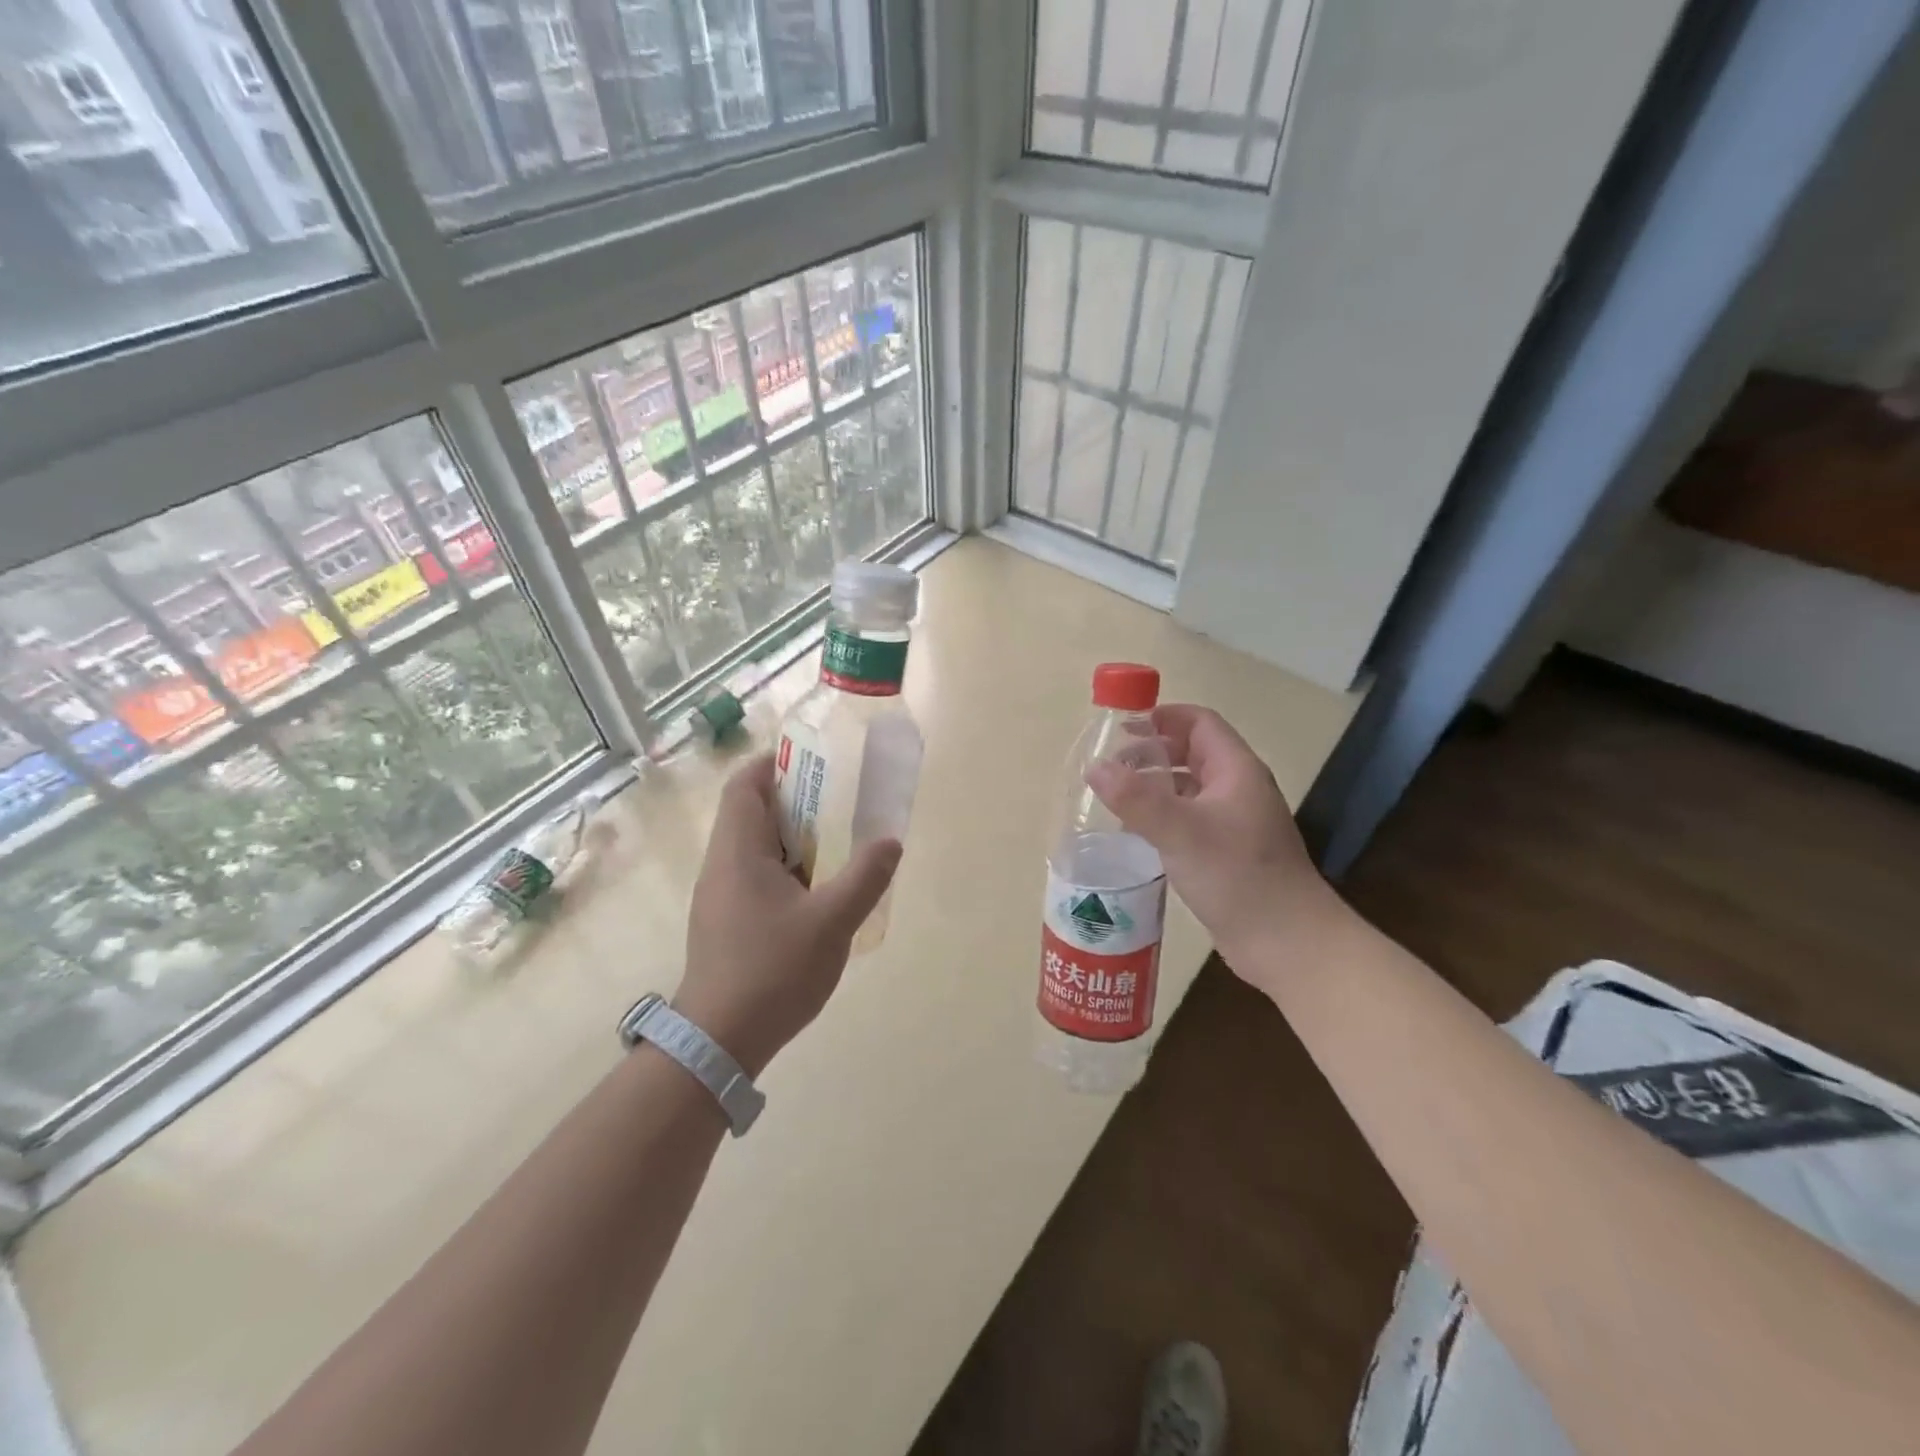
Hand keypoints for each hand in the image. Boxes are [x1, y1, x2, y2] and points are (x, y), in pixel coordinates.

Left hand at [674, 753, 900, 1075]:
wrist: (720, 1041)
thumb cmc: (773, 970)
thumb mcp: (832, 922)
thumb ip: (865, 877)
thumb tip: (891, 842)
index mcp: (738, 852)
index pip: (745, 786)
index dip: (774, 764)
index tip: (814, 762)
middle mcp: (721, 865)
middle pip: (751, 813)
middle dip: (795, 801)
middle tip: (839, 802)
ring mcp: (719, 896)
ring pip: (754, 848)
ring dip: (792, 838)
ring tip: (837, 843)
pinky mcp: (724, 922)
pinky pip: (754, 876)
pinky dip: (785, 869)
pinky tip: (817, 892)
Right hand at [1086, 704, 1334, 986]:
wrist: (1286, 942)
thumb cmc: (1238, 876)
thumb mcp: (1182, 832)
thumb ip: (1136, 798)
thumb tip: (1094, 767)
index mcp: (1236, 771)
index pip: (1200, 723)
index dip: (1162, 716)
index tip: (1121, 725)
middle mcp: (1237, 790)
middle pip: (1192, 752)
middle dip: (1152, 751)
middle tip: (1110, 764)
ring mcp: (1233, 823)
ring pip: (1189, 788)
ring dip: (1154, 785)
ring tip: (1114, 796)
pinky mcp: (1225, 853)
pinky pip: (1188, 820)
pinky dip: (1161, 816)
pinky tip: (1135, 833)